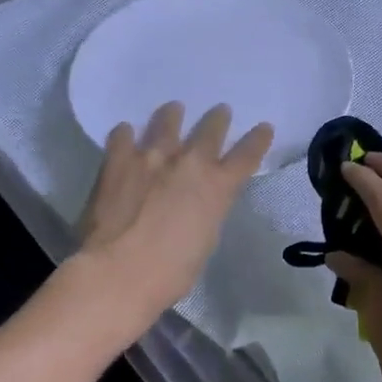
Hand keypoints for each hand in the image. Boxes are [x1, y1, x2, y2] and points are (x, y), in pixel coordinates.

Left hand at [75, 102, 273, 329]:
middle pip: (210, 130)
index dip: (258, 140)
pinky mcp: (118, 160)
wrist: (118, 272)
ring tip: (174, 109)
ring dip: (172, 115)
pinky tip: (125, 132)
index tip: (263, 128)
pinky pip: (123, 136)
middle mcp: (189, 163)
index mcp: (218, 187)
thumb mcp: (204, 242)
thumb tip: (197, 204)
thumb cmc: (169, 272)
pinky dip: (127, 134)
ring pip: (167, 122)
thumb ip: (205, 213)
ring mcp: (151, 157)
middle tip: (220, 111)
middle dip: (217, 119)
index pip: (247, 155)